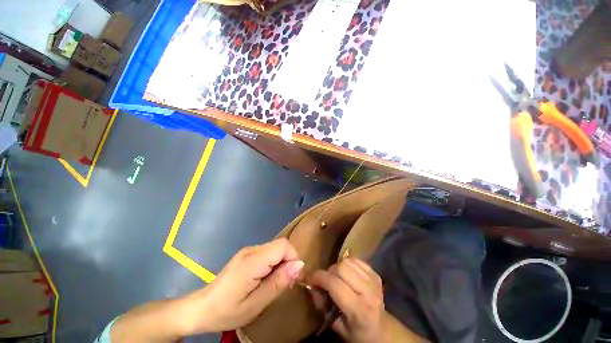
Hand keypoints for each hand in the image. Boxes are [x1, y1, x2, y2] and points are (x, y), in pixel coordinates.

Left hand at [181, 239, 303, 333]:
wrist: (201, 308)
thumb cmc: (227, 311)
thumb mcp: (256, 304)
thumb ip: (279, 282)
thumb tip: (299, 265)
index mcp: (253, 260)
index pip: (283, 245)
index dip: (293, 258)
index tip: (291, 278)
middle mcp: (251, 250)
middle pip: (280, 245)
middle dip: (287, 261)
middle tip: (283, 284)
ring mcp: (248, 250)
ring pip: (275, 248)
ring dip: (280, 263)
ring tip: (273, 283)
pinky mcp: (247, 253)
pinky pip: (268, 252)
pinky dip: (273, 263)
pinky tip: (265, 278)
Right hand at [308, 258, 384, 342]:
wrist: (382, 330)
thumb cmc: (357, 331)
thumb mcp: (336, 326)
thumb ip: (322, 306)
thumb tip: (312, 286)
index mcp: (358, 310)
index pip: (334, 284)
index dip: (319, 277)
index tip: (310, 278)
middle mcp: (368, 292)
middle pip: (341, 268)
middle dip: (329, 272)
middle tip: (326, 281)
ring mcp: (374, 281)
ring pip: (348, 261)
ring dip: (338, 267)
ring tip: (337, 278)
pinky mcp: (375, 274)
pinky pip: (356, 260)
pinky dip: (347, 264)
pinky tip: (347, 275)